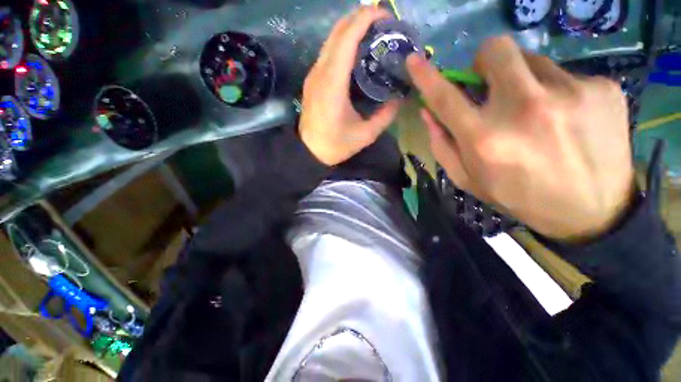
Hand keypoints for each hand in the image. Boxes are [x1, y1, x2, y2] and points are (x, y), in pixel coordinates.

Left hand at [299, 6, 399, 165]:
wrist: (309, 152)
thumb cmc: (335, 145)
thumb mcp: (365, 135)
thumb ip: (385, 116)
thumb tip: (399, 99)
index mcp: (333, 83)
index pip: (347, 37)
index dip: (366, 18)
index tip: (387, 15)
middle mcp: (320, 72)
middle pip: (338, 31)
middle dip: (360, 18)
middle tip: (384, 24)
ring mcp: (313, 74)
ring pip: (331, 39)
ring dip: (351, 29)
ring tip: (373, 35)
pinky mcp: (312, 80)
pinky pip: (328, 52)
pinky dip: (343, 44)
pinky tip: (357, 53)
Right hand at [407, 36, 634, 241]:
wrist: (594, 211)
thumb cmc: (519, 197)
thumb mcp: (469, 180)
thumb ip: (443, 145)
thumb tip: (428, 112)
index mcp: (485, 139)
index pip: (445, 97)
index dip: (426, 76)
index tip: (413, 60)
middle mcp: (524, 108)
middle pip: (496, 50)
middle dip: (485, 61)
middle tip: (492, 82)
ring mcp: (570, 92)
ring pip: (532, 59)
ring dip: (523, 79)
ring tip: (536, 110)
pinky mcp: (604, 87)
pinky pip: (566, 75)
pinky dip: (556, 91)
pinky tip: (568, 119)